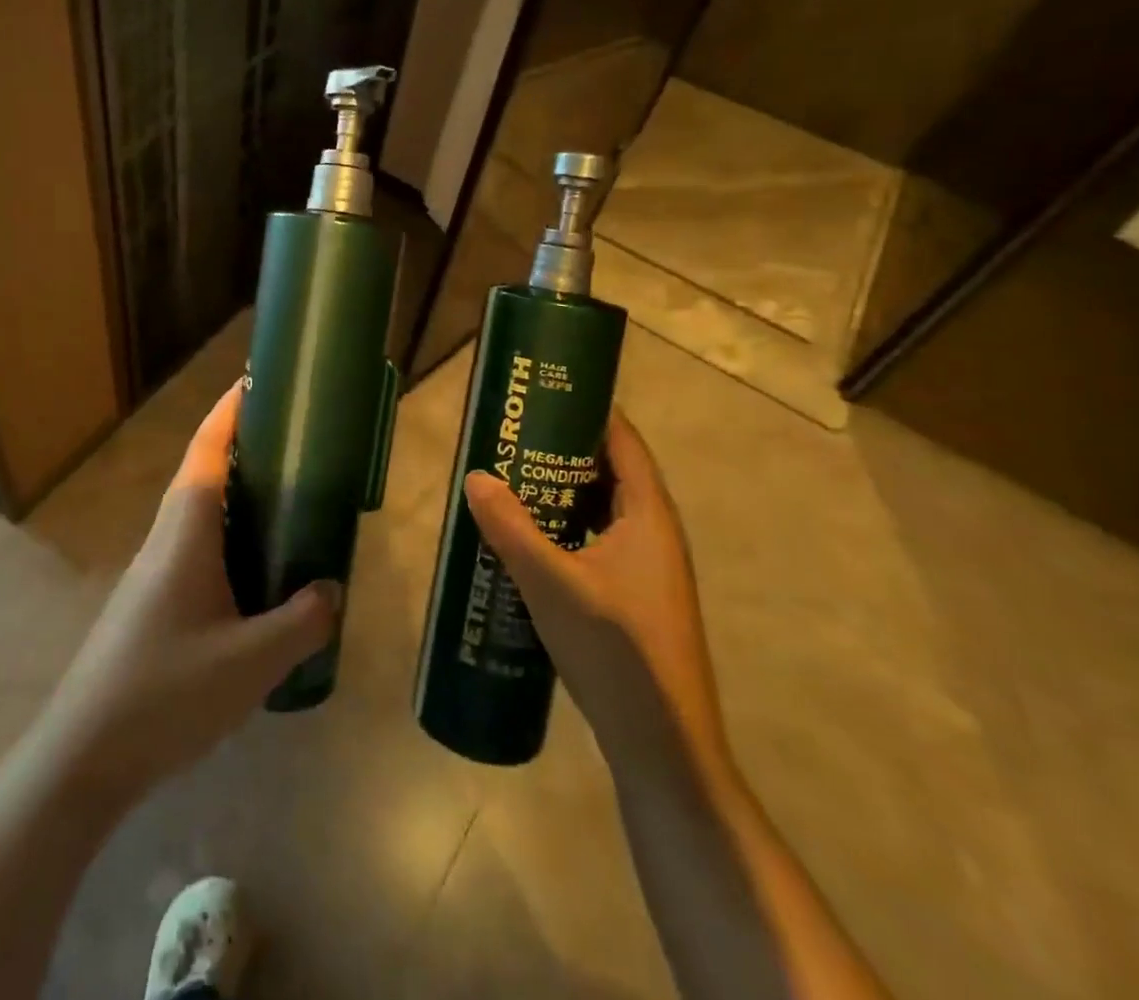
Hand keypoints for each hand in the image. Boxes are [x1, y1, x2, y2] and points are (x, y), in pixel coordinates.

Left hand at [31, 384, 339, 809]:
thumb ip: (301, 622)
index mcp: (186, 531)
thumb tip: (332, 590)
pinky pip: (196, 550)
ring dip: (236, 497)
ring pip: (199, 514)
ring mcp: (153, 571)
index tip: (256, 380)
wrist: (82, 757)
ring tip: (285, 500)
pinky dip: (228, 540)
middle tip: (293, 443)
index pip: (207, 450)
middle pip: (203, 474)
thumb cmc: (166, 692)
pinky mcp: (150, 602)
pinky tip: (255, 574)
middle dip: (243, 449)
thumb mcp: (251, 662)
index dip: (230, 411)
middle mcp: (166, 538)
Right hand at [463, 406, 727, 768]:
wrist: (662, 746)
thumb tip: (476, 476)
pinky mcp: (634, 598)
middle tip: (513, 434)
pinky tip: (528, 540)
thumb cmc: (615, 651)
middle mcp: (654, 534)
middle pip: (610, 472)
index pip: (623, 441)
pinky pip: (597, 541)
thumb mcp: (551, 583)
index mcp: (648, 516)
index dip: (590, 410)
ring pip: (601, 510)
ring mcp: (647, 569)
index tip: (545, 392)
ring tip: (512, 479)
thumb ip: (510, 527)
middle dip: (563, 449)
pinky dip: (566, 528)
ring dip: (562, 492)